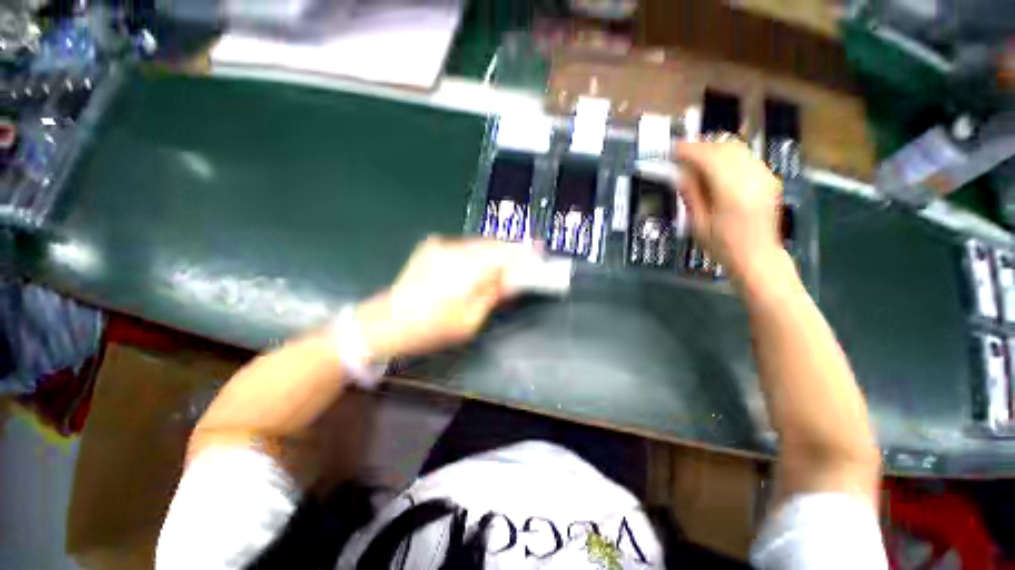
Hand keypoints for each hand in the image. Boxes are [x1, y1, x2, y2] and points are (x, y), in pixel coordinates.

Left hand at [354, 237, 526, 358]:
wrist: (386, 322)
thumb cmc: (432, 328)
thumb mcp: (470, 320)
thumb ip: (493, 295)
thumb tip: (513, 280)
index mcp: (467, 270)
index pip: (504, 252)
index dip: (524, 249)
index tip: (539, 249)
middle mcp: (455, 250)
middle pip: (492, 244)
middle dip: (509, 251)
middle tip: (521, 262)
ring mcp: (441, 245)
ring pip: (478, 244)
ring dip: (492, 253)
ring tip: (499, 267)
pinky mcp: (431, 247)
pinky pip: (463, 246)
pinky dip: (475, 253)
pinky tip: (474, 267)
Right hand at [675, 141, 784, 281]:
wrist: (756, 257)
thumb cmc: (723, 246)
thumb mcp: (698, 223)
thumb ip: (691, 194)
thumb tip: (681, 173)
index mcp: (731, 192)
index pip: (709, 158)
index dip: (690, 150)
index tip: (674, 149)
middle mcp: (752, 179)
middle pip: (725, 148)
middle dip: (702, 146)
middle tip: (683, 152)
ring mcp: (764, 177)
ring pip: (738, 149)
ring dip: (715, 149)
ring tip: (697, 158)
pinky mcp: (769, 179)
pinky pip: (747, 157)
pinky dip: (729, 156)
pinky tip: (717, 166)